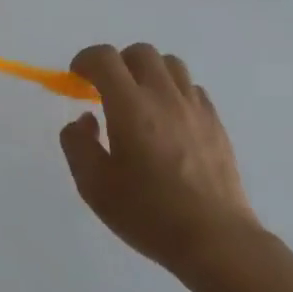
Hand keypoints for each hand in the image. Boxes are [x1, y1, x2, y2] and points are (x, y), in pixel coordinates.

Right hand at [59, 43, 261, 275]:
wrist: (215, 239)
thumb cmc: (148, 213)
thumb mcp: (94, 185)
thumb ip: (78, 144)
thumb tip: (84, 119)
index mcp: (130, 106)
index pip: (105, 58)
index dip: (85, 60)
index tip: (76, 78)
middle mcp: (164, 96)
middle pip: (140, 52)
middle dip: (117, 63)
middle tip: (105, 90)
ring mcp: (195, 107)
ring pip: (170, 65)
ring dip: (148, 73)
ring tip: (138, 101)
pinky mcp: (215, 123)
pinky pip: (191, 89)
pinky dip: (173, 92)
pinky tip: (167, 121)